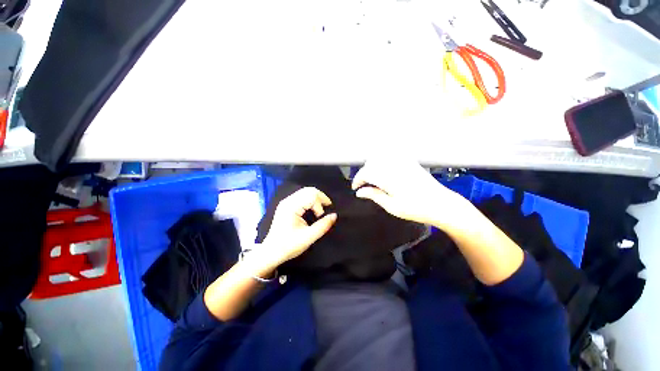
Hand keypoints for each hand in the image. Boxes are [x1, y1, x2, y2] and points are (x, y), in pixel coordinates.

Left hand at [261, 187, 336, 266]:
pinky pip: (302, 196)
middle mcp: (288, 200)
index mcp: (291, 206)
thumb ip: (323, 225)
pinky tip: (314, 208)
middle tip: (328, 207)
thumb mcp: (308, 237)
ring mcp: (286, 202)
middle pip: (309, 190)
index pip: (311, 195)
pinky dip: (311, 200)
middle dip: (321, 197)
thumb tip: (335, 215)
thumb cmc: (289, 245)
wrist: (271, 252)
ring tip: (322, 208)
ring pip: (305, 192)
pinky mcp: (287, 205)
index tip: (321, 217)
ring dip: (316, 198)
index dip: (320, 205)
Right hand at [352, 159, 467, 226]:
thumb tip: (359, 192)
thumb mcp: (392, 206)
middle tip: (363, 185)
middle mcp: (394, 166)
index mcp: (388, 177)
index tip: (355, 188)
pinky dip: (383, 161)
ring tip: (372, 178)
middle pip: (371, 163)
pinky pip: (391, 155)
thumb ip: (374, 196)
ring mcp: (403, 162)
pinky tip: (384, 170)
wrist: (442, 204)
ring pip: (380, 157)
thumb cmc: (417, 209)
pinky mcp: (410, 162)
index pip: (366, 173)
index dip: (357, 180)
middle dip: (364, 173)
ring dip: (372, 166)